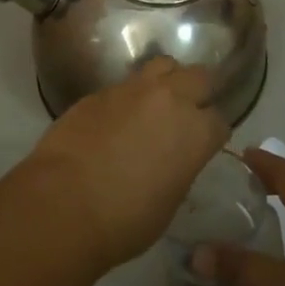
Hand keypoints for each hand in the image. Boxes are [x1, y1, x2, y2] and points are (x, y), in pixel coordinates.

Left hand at [22, 58, 229, 273]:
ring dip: (167, 81)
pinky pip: (126, 84)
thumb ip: (180, 168)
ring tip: (157, 103)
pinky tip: (118, 119)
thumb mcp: (169, 201)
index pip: (219, 121)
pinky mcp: (100, 90)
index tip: (204, 145)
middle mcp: (170, 99)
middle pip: (199, 77)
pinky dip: (130, 97)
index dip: (212, 134)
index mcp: (195, 131)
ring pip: (164, 65)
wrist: (64, 202)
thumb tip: (173, 159)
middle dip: (199, 93)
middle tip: (188, 114)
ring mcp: (133, 89)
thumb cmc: (124, 220)